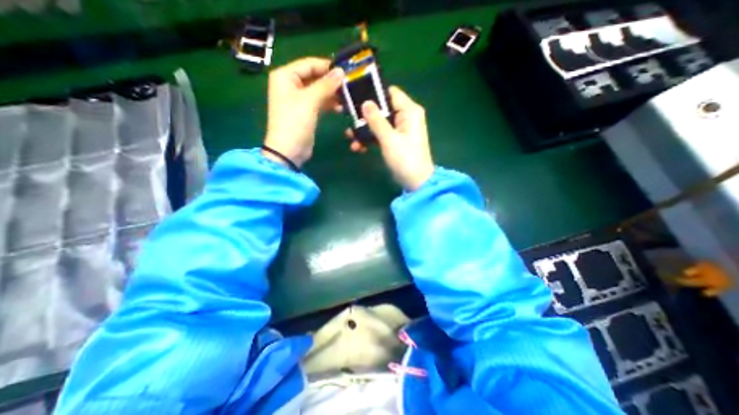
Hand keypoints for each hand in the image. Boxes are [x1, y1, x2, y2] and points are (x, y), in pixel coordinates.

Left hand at [266, 56, 346, 166]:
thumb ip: (325, 85)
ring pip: (319, 90)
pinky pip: (319, 102)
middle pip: (315, 77)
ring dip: (332, 94)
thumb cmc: (295, 123)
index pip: (309, 64)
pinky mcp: (306, 111)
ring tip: (347, 99)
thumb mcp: (310, 101)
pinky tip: (340, 108)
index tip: (346, 72)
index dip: (327, 67)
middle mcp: (291, 84)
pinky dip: (329, 104)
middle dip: (331, 82)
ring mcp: (299, 99)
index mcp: (286, 76)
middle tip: (349, 86)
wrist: (289, 150)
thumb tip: (341, 71)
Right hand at [346, 87, 433, 191]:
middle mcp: (405, 116)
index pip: (390, 93)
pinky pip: (381, 134)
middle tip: (349, 120)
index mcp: (409, 111)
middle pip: (382, 108)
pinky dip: (370, 139)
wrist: (416, 181)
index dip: (373, 93)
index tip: (356, 98)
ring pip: (379, 123)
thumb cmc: (405, 159)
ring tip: (350, 138)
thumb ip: (377, 120)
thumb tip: (365, 102)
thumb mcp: (389, 139)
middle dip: (365, 116)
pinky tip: (358, 147)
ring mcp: (400, 129)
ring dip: (365, 130)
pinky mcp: (395, 140)